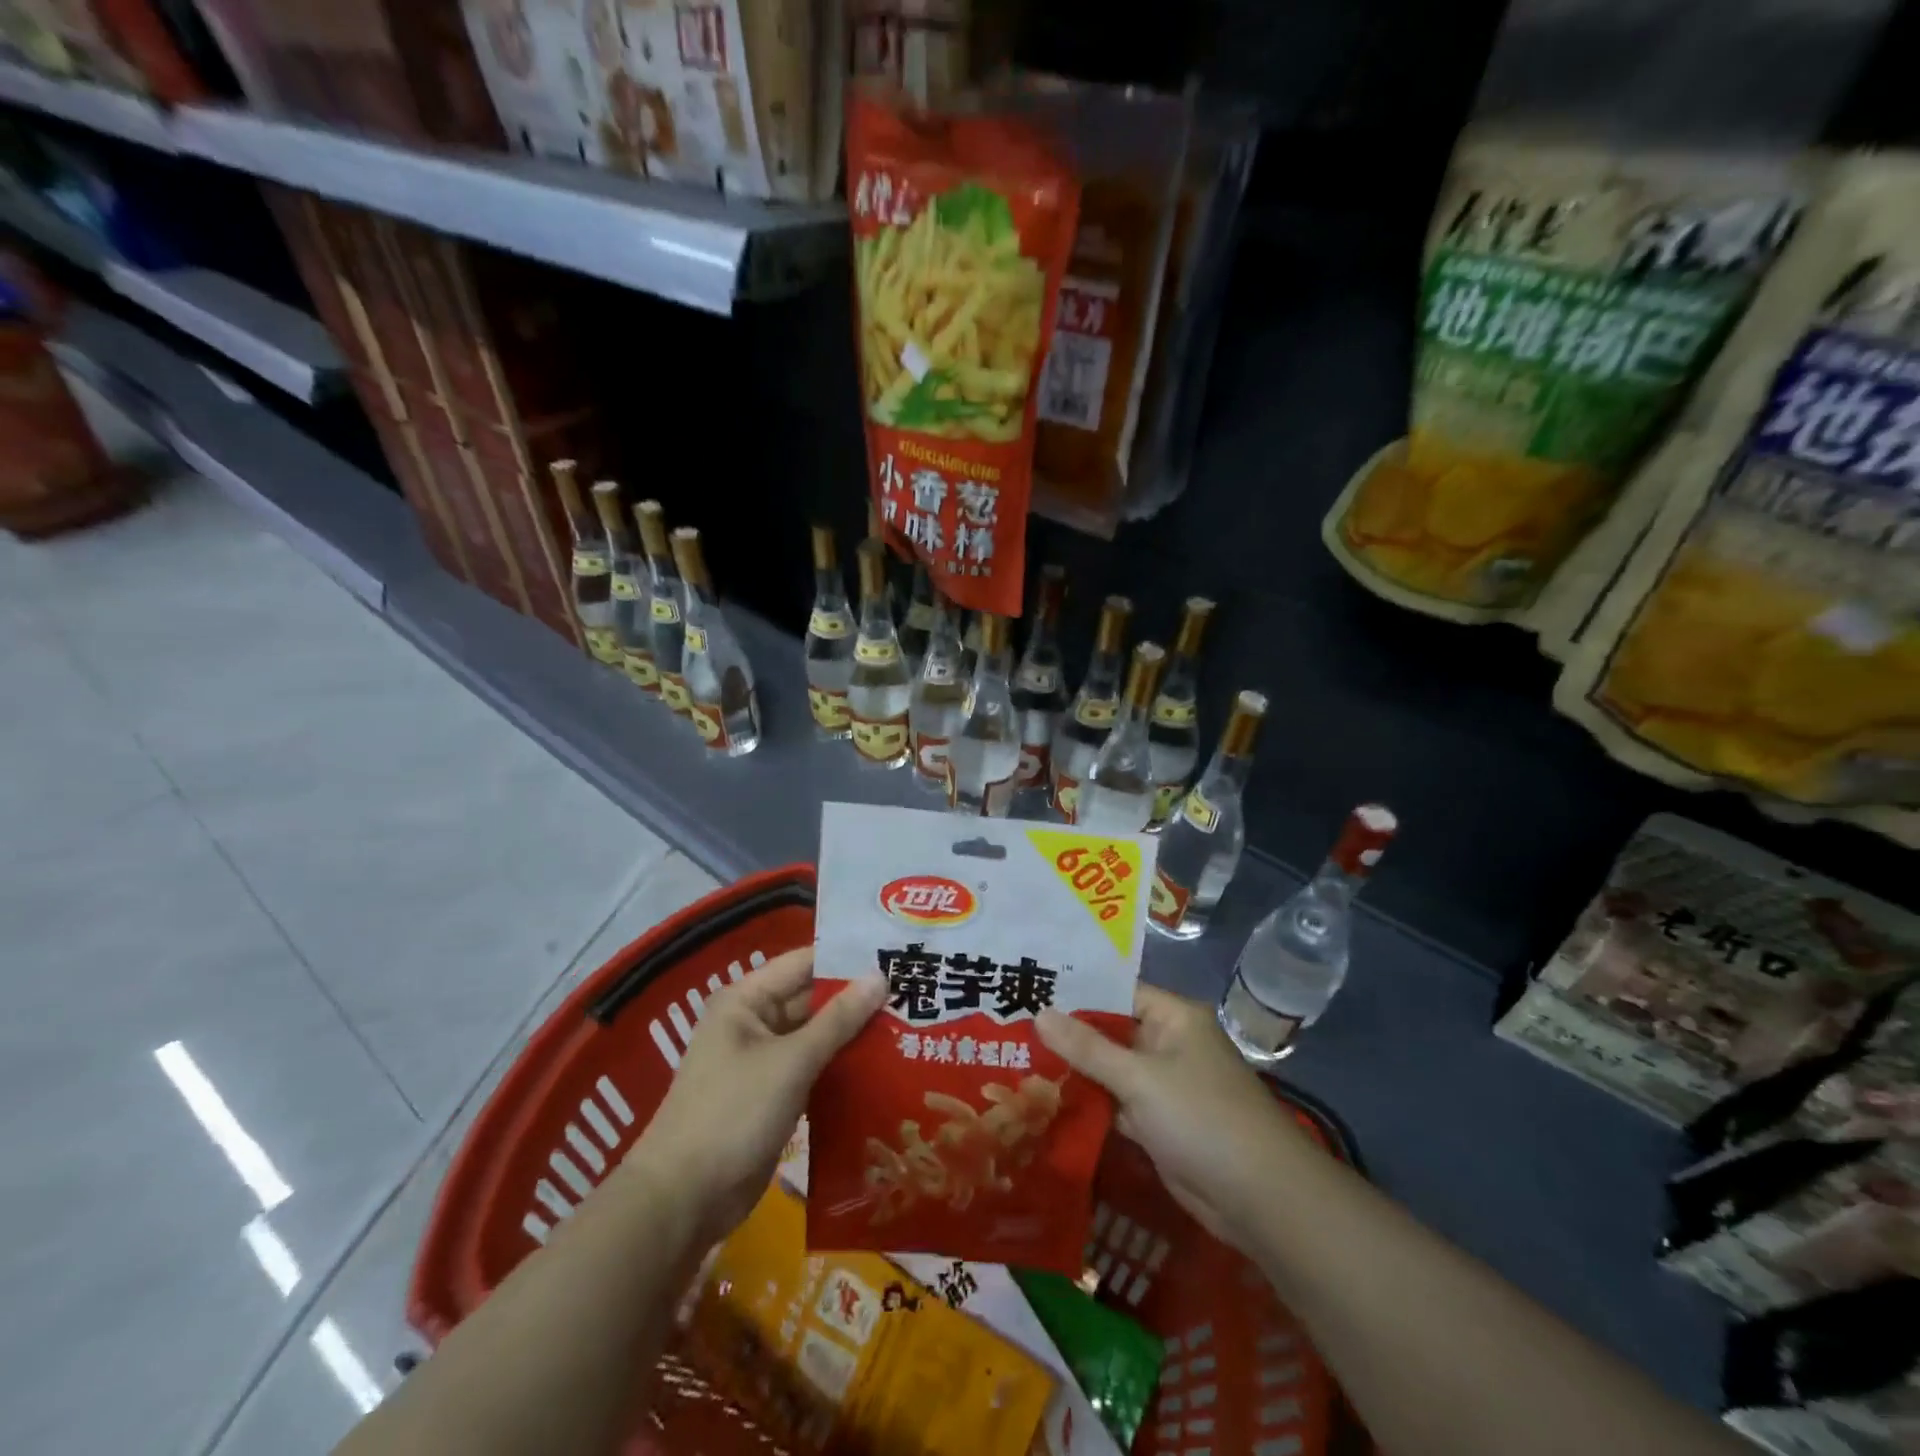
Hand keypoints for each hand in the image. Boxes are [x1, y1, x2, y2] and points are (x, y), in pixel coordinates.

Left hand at [628, 948, 884, 1241]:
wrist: (684, 1200)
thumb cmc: (734, 1114)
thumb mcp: (791, 1061)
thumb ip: (838, 1018)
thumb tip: (881, 975)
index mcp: (747, 1000)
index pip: (805, 962)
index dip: (848, 958)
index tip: (896, 955)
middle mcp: (754, 1021)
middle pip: (813, 998)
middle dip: (858, 998)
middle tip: (914, 992)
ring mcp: (763, 1060)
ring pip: (817, 1035)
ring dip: (854, 1033)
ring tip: (909, 1023)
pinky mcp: (773, 1094)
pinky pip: (814, 1067)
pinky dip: (842, 1065)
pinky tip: (883, 1064)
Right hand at [1037, 985, 1313, 1256]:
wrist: (1260, 1199)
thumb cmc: (1201, 1118)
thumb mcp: (1139, 1078)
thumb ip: (1088, 1047)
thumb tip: (1040, 1012)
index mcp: (1173, 1017)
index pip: (1116, 993)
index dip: (1075, 994)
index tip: (1029, 992)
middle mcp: (1169, 1044)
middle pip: (1111, 1032)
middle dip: (1069, 1036)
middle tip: (1011, 1030)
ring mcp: (1165, 1086)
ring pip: (1112, 1070)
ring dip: (1076, 1072)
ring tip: (1018, 1060)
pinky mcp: (1160, 1124)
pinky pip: (1118, 1104)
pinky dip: (1092, 1105)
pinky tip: (1048, 1102)